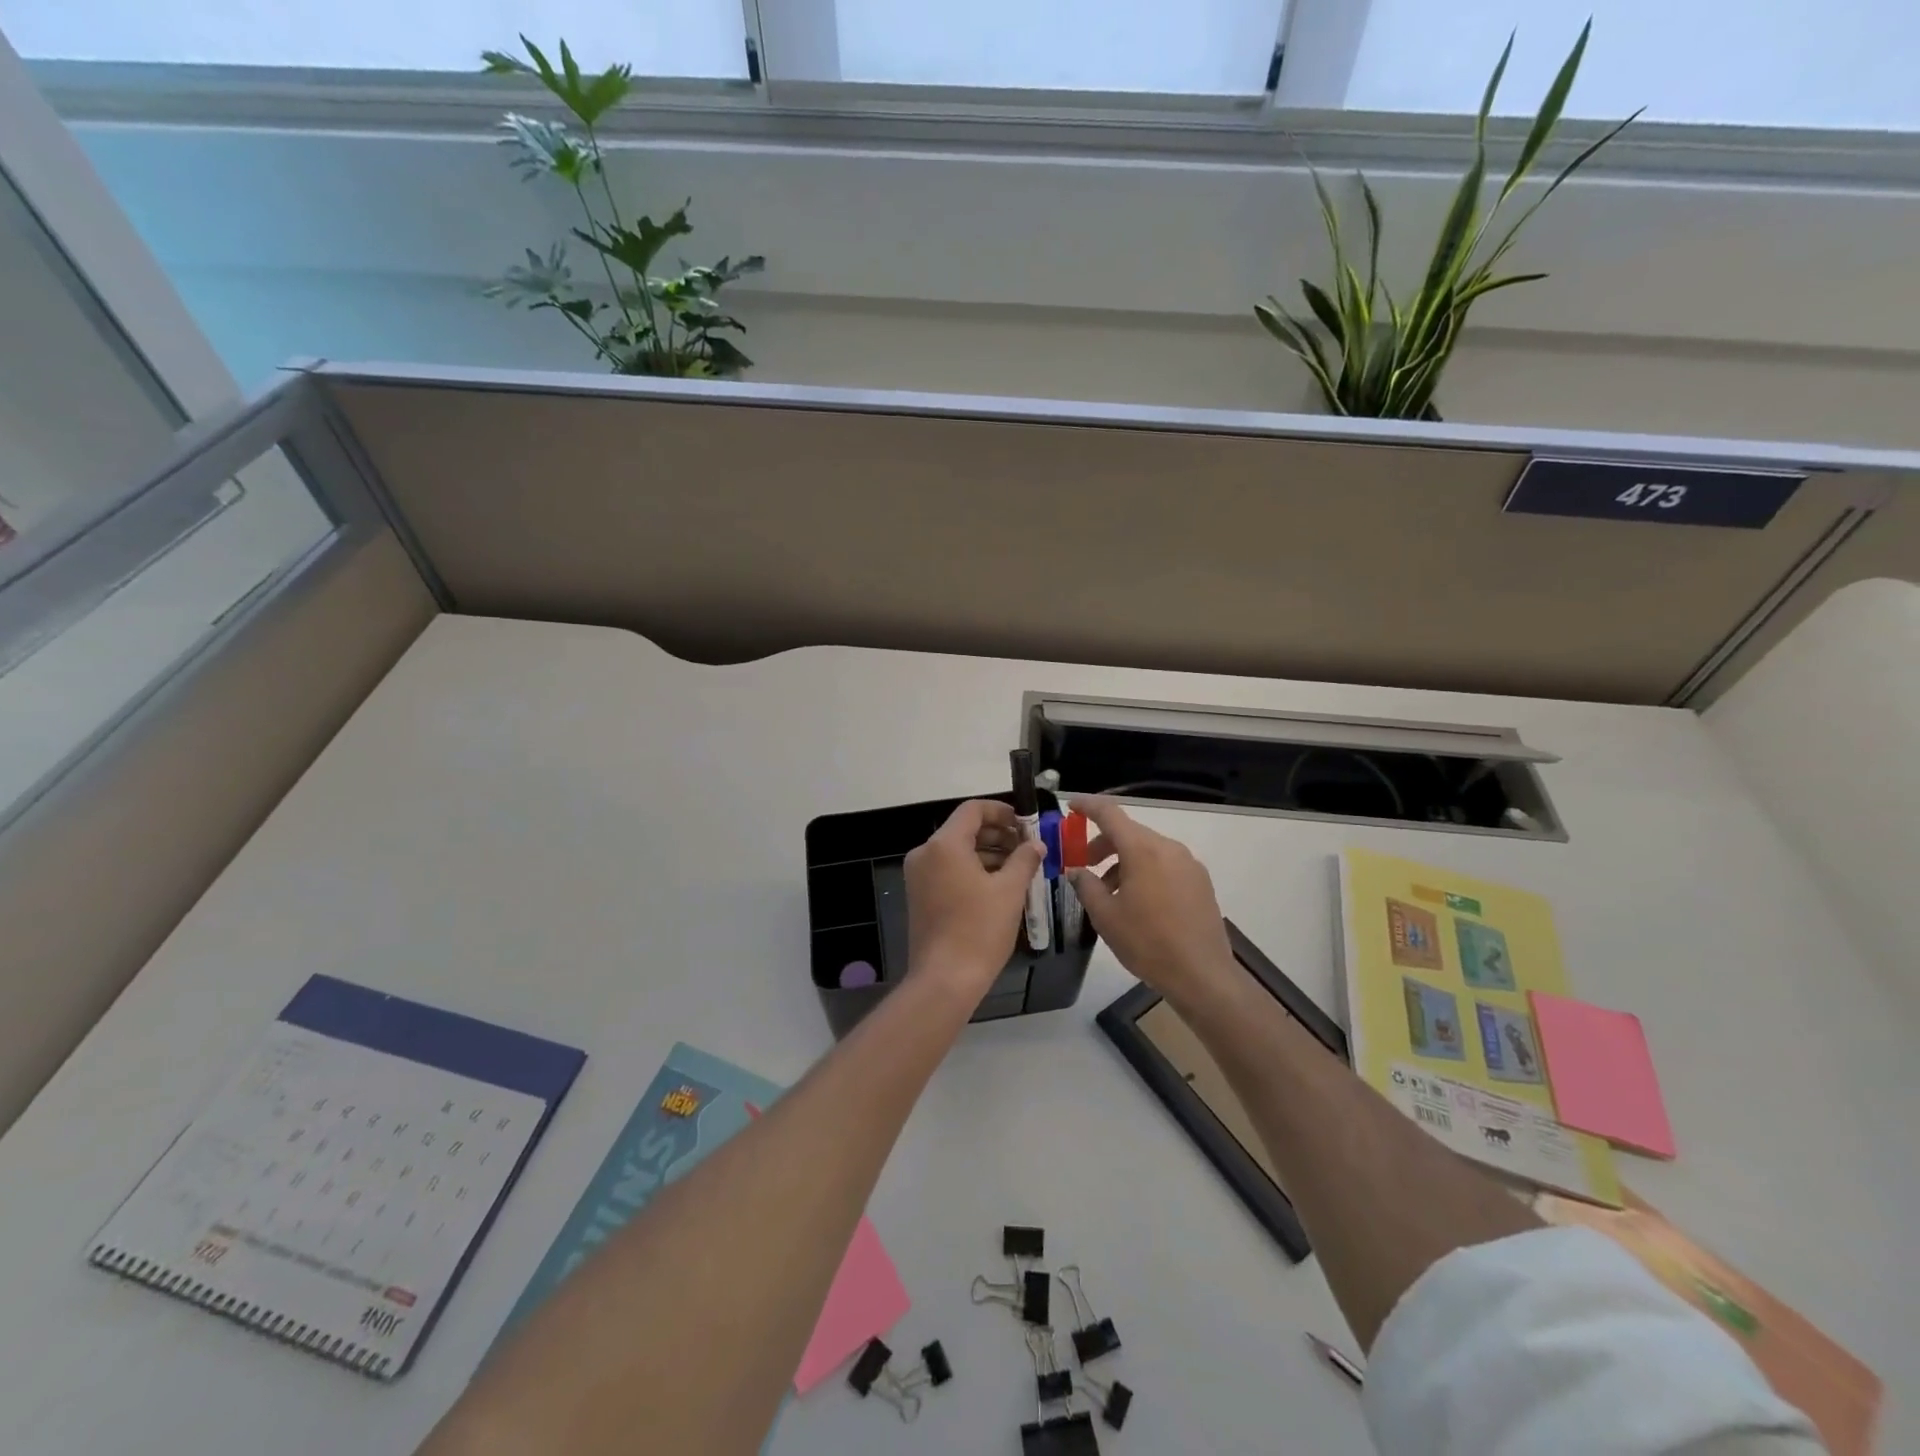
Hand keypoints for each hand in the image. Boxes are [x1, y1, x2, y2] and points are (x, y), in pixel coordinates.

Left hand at [903, 799, 1044, 997]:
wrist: (945, 979)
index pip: (973, 810)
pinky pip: (948, 869)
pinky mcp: (920, 895)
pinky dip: (973, 870)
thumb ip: (1025, 859)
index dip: (1002, 811)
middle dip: (998, 834)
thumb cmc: (979, 930)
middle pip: (964, 829)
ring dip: (988, 853)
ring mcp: (919, 875)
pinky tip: (999, 885)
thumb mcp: (1009, 891)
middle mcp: (925, 853)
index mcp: (944, 844)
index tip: (1026, 824)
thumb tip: (1037, 844)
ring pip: (957, 851)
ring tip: (1020, 867)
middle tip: (1028, 847)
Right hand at [1068, 797, 1240, 1009]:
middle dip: (1103, 843)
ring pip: (1148, 850)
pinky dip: (1145, 871)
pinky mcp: (1200, 881)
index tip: (1071, 808)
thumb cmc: (1147, 942)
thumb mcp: (1105, 916)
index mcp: (1142, 850)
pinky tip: (1138, 902)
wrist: (1202, 974)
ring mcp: (1188, 864)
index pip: (1110, 813)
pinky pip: (1165, 864)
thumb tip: (1076, 871)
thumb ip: (1086, 885)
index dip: (1088, 806)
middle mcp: (1168, 848)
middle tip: (1084, 865)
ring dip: (1124, 861)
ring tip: (1109, 892)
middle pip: (1129, 832)